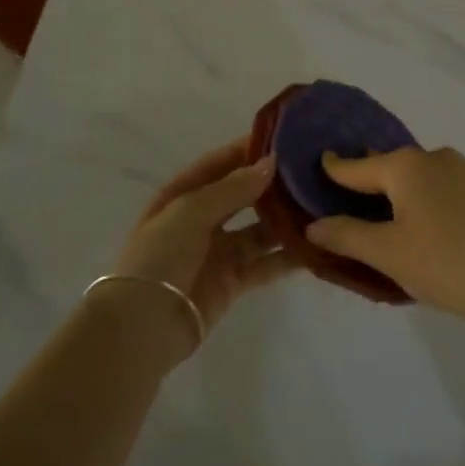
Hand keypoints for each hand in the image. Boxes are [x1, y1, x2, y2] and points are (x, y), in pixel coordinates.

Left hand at [107, 139, 296, 354]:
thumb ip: (232, 188)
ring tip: (320, 205)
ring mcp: (219, 251)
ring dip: (285, 219)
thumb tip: (270, 162)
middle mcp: (201, 220)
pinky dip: (288, 256)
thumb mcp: (190, 212)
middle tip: (309, 170)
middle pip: (241, 195)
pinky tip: (315, 245)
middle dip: (271, 184)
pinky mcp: (234, 281)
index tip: (283, 139)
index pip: (218, 164)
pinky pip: (266, 263)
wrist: (143, 326)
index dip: (246, 151)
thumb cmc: (160, 257)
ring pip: (259, 229)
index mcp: (181, 196)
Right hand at [307, 147, 464, 335]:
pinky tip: (435, 226)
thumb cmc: (446, 265)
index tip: (320, 162)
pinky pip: (447, 187)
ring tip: (394, 219)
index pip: (358, 165)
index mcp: (407, 166)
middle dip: (371, 181)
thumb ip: (346, 235)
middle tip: (352, 202)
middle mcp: (436, 156)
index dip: (335, 168)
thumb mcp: (388, 254)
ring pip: (422, 176)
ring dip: (404, 191)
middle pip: (391, 166)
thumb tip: (313, 225)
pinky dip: (432, 199)